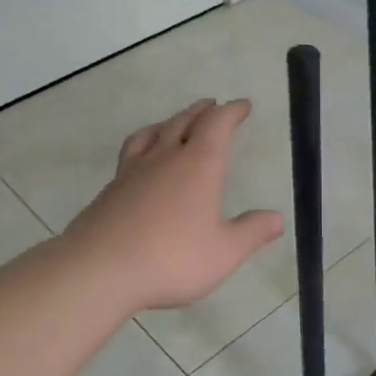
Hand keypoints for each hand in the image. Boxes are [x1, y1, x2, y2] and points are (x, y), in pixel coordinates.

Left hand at [63, 98, 284, 312]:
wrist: (99, 269)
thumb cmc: (171, 258)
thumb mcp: (224, 252)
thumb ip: (252, 232)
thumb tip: (277, 218)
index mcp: (198, 165)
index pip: (217, 124)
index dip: (232, 111)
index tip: (242, 105)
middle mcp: (165, 158)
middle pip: (184, 121)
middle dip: (202, 111)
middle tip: (213, 105)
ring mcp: (133, 171)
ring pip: (153, 132)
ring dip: (170, 121)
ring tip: (176, 123)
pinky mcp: (111, 189)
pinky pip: (132, 152)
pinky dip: (145, 144)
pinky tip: (142, 160)